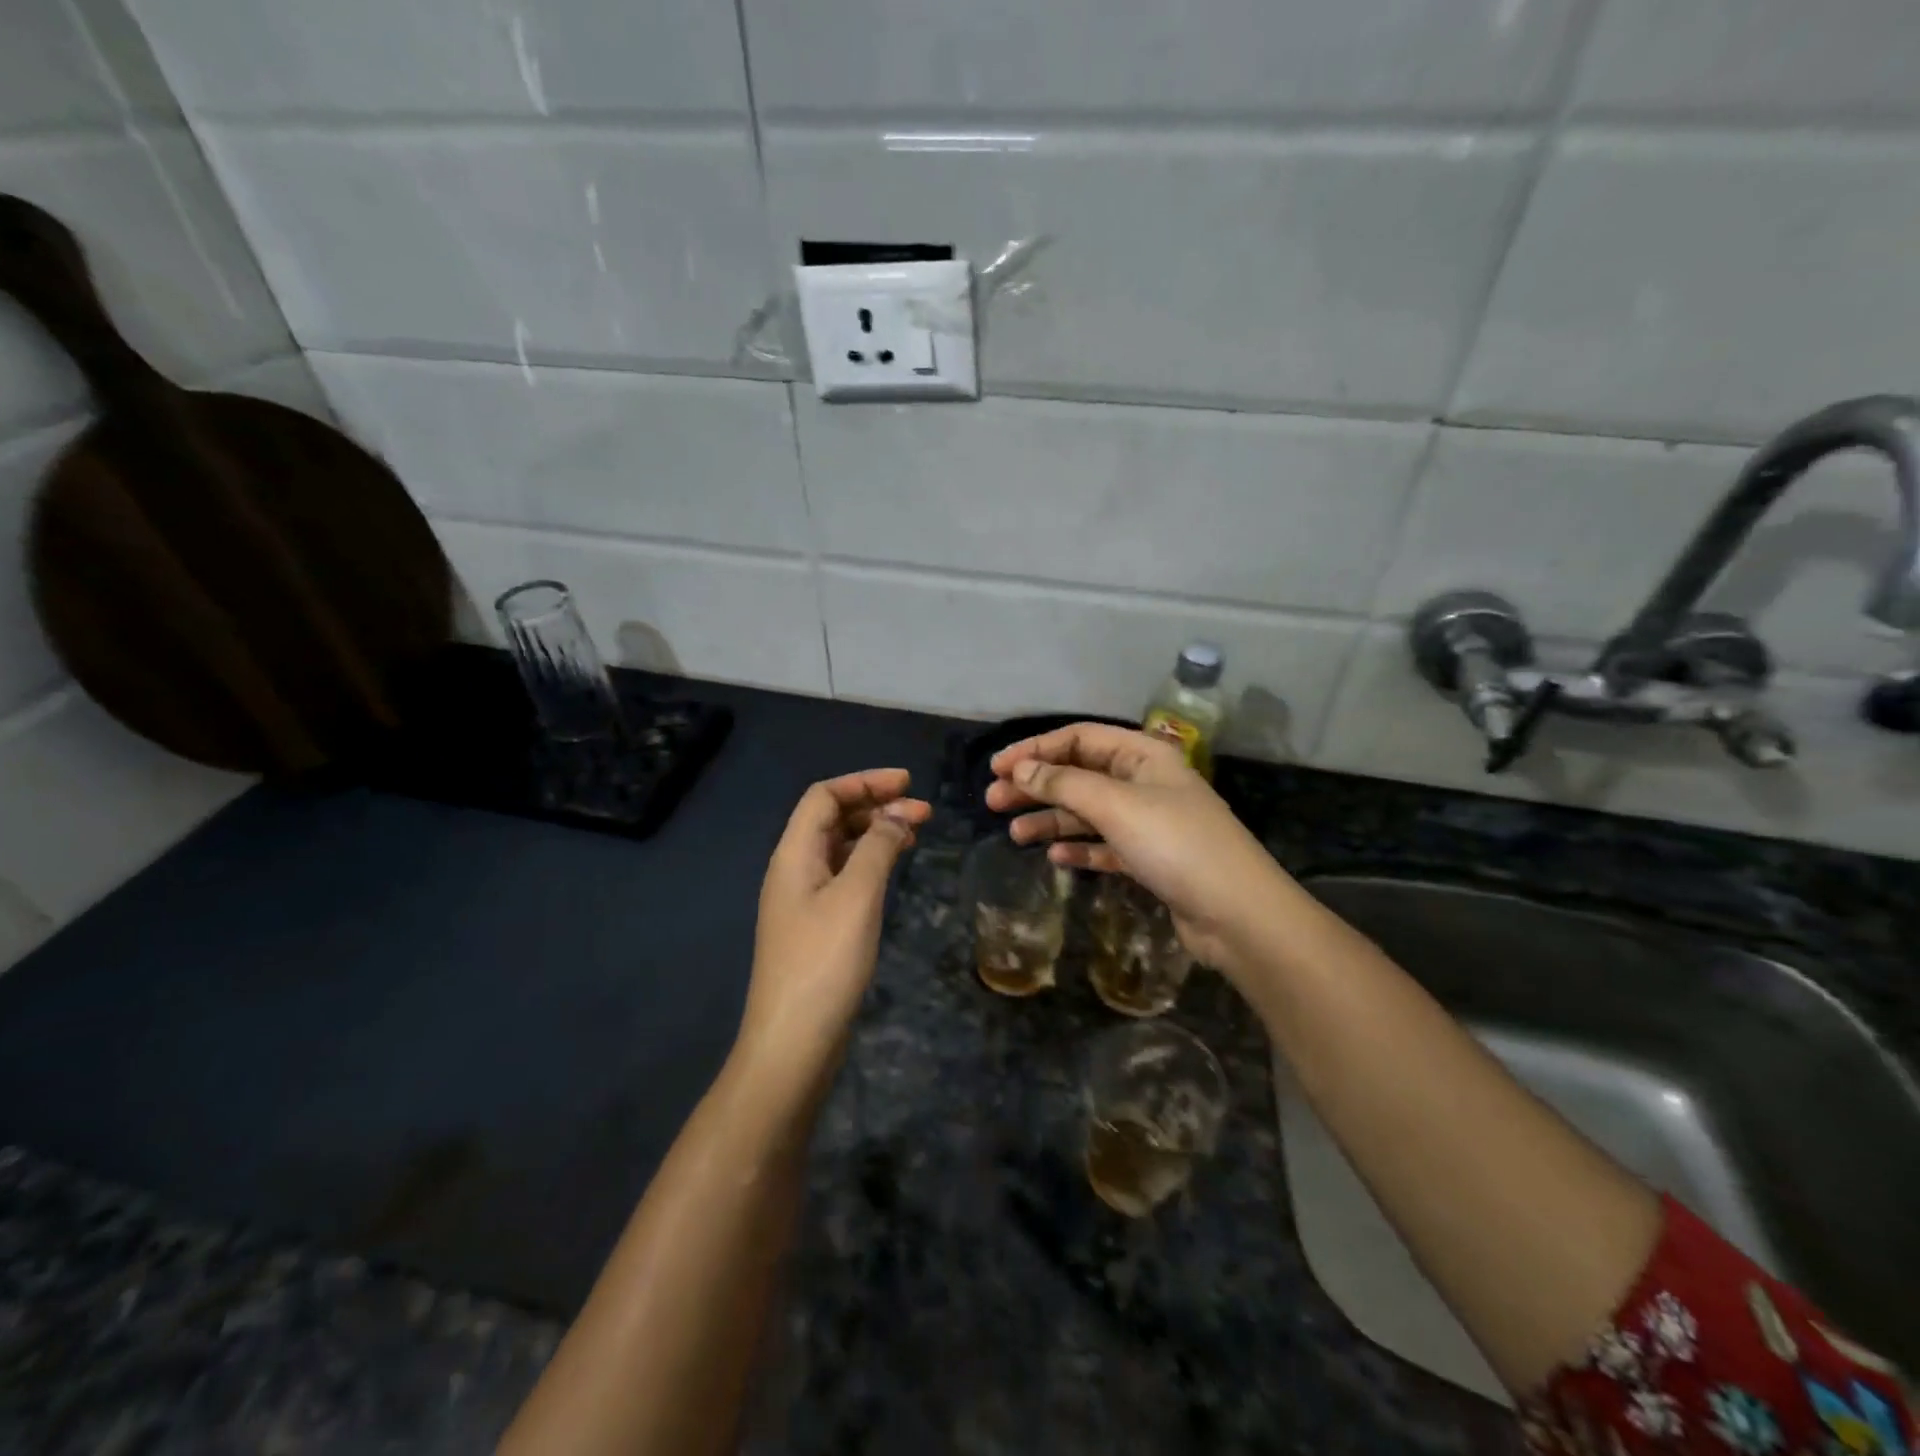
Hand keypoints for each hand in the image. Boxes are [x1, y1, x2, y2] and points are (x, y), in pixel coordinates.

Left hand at [741, 769, 931, 1079]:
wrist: (793, 1042)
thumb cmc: (824, 962)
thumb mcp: (857, 896)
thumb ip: (877, 848)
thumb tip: (897, 815)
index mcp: (793, 853)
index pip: (824, 795)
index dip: (865, 782)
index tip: (908, 784)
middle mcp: (793, 868)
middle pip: (831, 818)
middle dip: (876, 806)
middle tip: (923, 811)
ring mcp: (803, 899)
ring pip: (839, 847)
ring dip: (875, 833)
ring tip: (916, 833)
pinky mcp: (815, 925)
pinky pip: (844, 875)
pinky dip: (870, 862)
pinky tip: (894, 868)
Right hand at [985, 724, 1289, 976]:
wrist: (1238, 915)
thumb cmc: (1176, 845)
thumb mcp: (1116, 806)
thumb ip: (1064, 784)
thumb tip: (1020, 770)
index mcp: (1144, 756)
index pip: (1080, 739)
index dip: (1036, 750)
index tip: (997, 767)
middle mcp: (1146, 782)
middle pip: (1080, 775)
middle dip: (1036, 786)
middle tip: (993, 801)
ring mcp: (1150, 822)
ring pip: (1089, 812)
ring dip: (1051, 819)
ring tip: (1014, 835)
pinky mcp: (1151, 859)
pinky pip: (1105, 845)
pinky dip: (1080, 848)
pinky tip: (1055, 859)